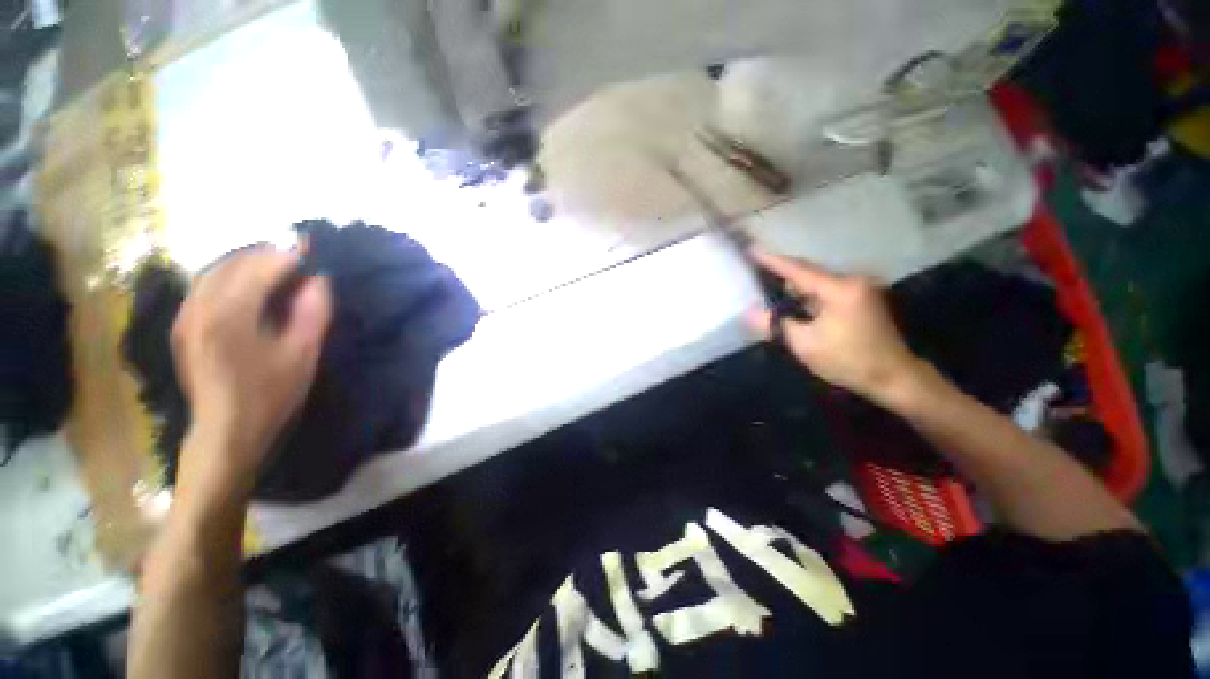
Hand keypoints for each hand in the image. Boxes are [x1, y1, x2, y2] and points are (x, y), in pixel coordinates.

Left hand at [171, 249, 331, 498]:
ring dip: (246, 264)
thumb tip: (319, 280)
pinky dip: (228, 278)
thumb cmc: (270, 395)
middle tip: (298, 263)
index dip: (289, 258)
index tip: (313, 257)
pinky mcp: (183, 326)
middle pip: (232, 263)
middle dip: (266, 256)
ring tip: (276, 271)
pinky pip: (203, 287)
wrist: (227, 431)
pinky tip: (247, 288)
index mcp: (229, 315)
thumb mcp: (302, 354)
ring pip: (214, 271)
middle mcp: (200, 308)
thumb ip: (313, 312)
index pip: (260, 268)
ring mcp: (186, 316)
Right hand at [746, 251, 923, 404]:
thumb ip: (775, 324)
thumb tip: (748, 312)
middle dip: (781, 272)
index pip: (798, 270)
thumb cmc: (847, 360)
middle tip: (755, 268)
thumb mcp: (804, 344)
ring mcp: (860, 288)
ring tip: (768, 285)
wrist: (893, 377)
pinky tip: (793, 301)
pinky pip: (826, 289)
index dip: (772, 261)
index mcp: (839, 289)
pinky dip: (808, 294)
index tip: (751, 250)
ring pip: (817, 281)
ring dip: (794, 285)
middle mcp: (852, 280)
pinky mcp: (861, 298)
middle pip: (808, 271)